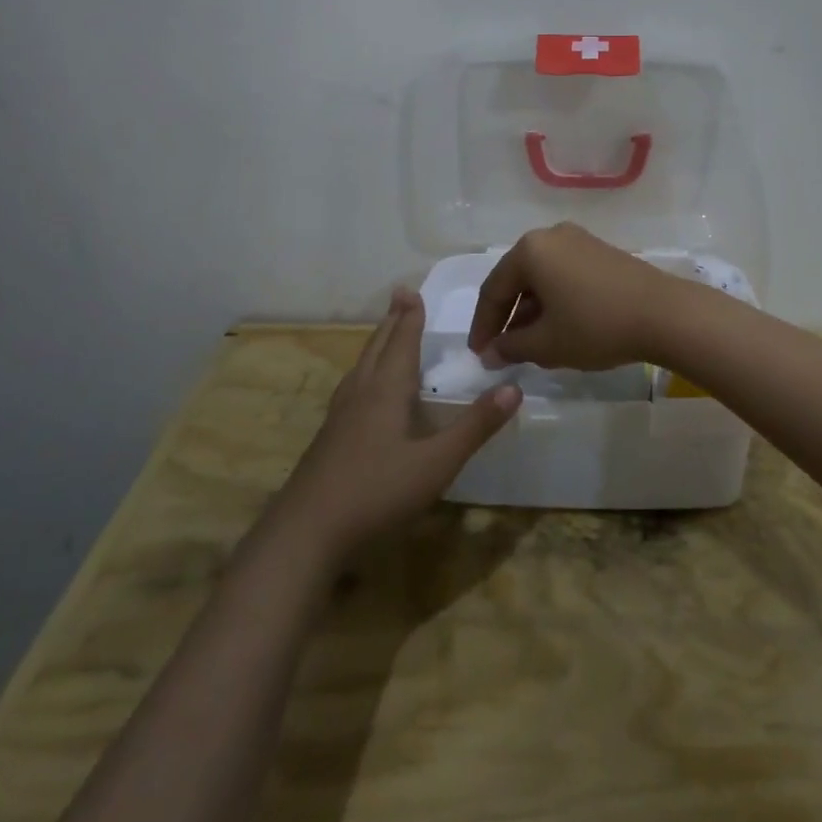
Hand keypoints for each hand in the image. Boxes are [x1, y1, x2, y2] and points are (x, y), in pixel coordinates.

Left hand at [275, 288, 520, 560]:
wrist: (307, 532)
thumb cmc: (377, 490)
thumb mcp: (437, 462)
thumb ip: (475, 426)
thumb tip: (514, 388)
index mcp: (385, 390)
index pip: (401, 342)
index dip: (409, 317)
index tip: (410, 290)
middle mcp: (360, 394)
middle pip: (377, 348)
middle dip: (392, 322)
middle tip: (400, 298)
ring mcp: (339, 417)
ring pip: (360, 368)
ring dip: (376, 344)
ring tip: (384, 335)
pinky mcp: (328, 439)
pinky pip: (351, 388)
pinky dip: (364, 372)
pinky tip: (362, 392)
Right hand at [467, 223, 681, 371]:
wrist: (665, 314)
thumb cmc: (596, 326)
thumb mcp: (546, 343)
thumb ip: (510, 347)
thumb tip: (491, 353)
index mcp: (530, 250)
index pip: (493, 290)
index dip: (483, 326)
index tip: (479, 355)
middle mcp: (551, 236)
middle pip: (517, 280)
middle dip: (508, 318)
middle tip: (501, 351)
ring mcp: (580, 241)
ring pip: (542, 279)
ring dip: (531, 312)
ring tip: (530, 346)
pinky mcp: (602, 253)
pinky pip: (565, 276)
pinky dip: (555, 301)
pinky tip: (560, 328)